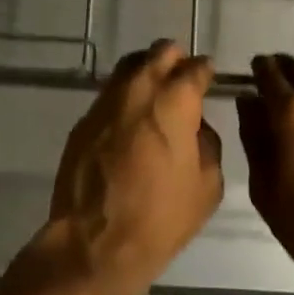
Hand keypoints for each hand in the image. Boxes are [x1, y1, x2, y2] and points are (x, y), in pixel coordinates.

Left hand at [34, 40, 223, 294]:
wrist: (94, 244)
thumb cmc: (160, 217)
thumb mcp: (207, 186)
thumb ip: (208, 143)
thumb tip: (196, 126)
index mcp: (175, 99)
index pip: (196, 67)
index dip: (206, 72)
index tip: (208, 80)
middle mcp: (140, 87)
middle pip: (161, 51)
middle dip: (176, 62)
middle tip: (182, 84)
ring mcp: (108, 99)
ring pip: (131, 65)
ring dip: (147, 73)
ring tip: (155, 99)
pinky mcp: (85, 118)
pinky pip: (111, 94)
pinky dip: (125, 99)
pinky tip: (130, 123)